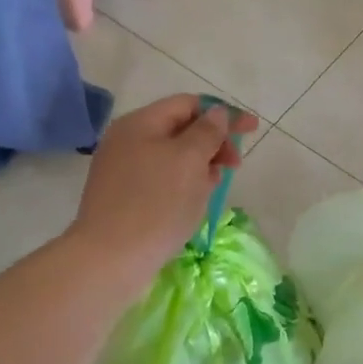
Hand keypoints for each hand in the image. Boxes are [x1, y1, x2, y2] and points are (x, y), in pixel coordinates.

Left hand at [73, 95, 257, 289]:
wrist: (110, 259)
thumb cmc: (156, 203)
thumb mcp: (189, 160)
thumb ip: (207, 132)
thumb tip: (217, 114)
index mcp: (140, 123)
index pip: (188, 104)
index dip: (223, 113)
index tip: (252, 129)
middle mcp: (127, 141)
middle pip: (179, 129)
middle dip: (212, 142)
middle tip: (234, 165)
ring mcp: (122, 170)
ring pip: (172, 157)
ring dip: (200, 166)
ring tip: (214, 186)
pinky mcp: (123, 198)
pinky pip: (161, 180)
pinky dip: (183, 184)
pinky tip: (194, 202)